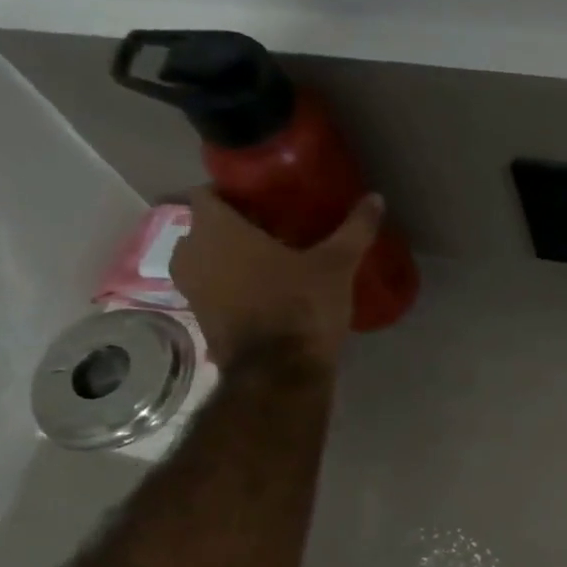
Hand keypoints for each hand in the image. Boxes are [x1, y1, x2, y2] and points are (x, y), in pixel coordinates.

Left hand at [170, 189, 383, 368]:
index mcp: (217, 229)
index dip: (234, 194)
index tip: (265, 200)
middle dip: (234, 227)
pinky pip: (212, 289)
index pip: (208, 193)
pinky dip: (230, 286)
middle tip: (274, 230)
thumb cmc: (301, 306)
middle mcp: (192, 253)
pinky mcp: (200, 319)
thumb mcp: (336, 266)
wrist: (279, 374)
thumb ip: (354, 230)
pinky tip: (264, 293)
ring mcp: (190, 289)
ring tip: (269, 262)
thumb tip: (376, 198)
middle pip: (207, 227)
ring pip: (207, 260)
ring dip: (230, 258)